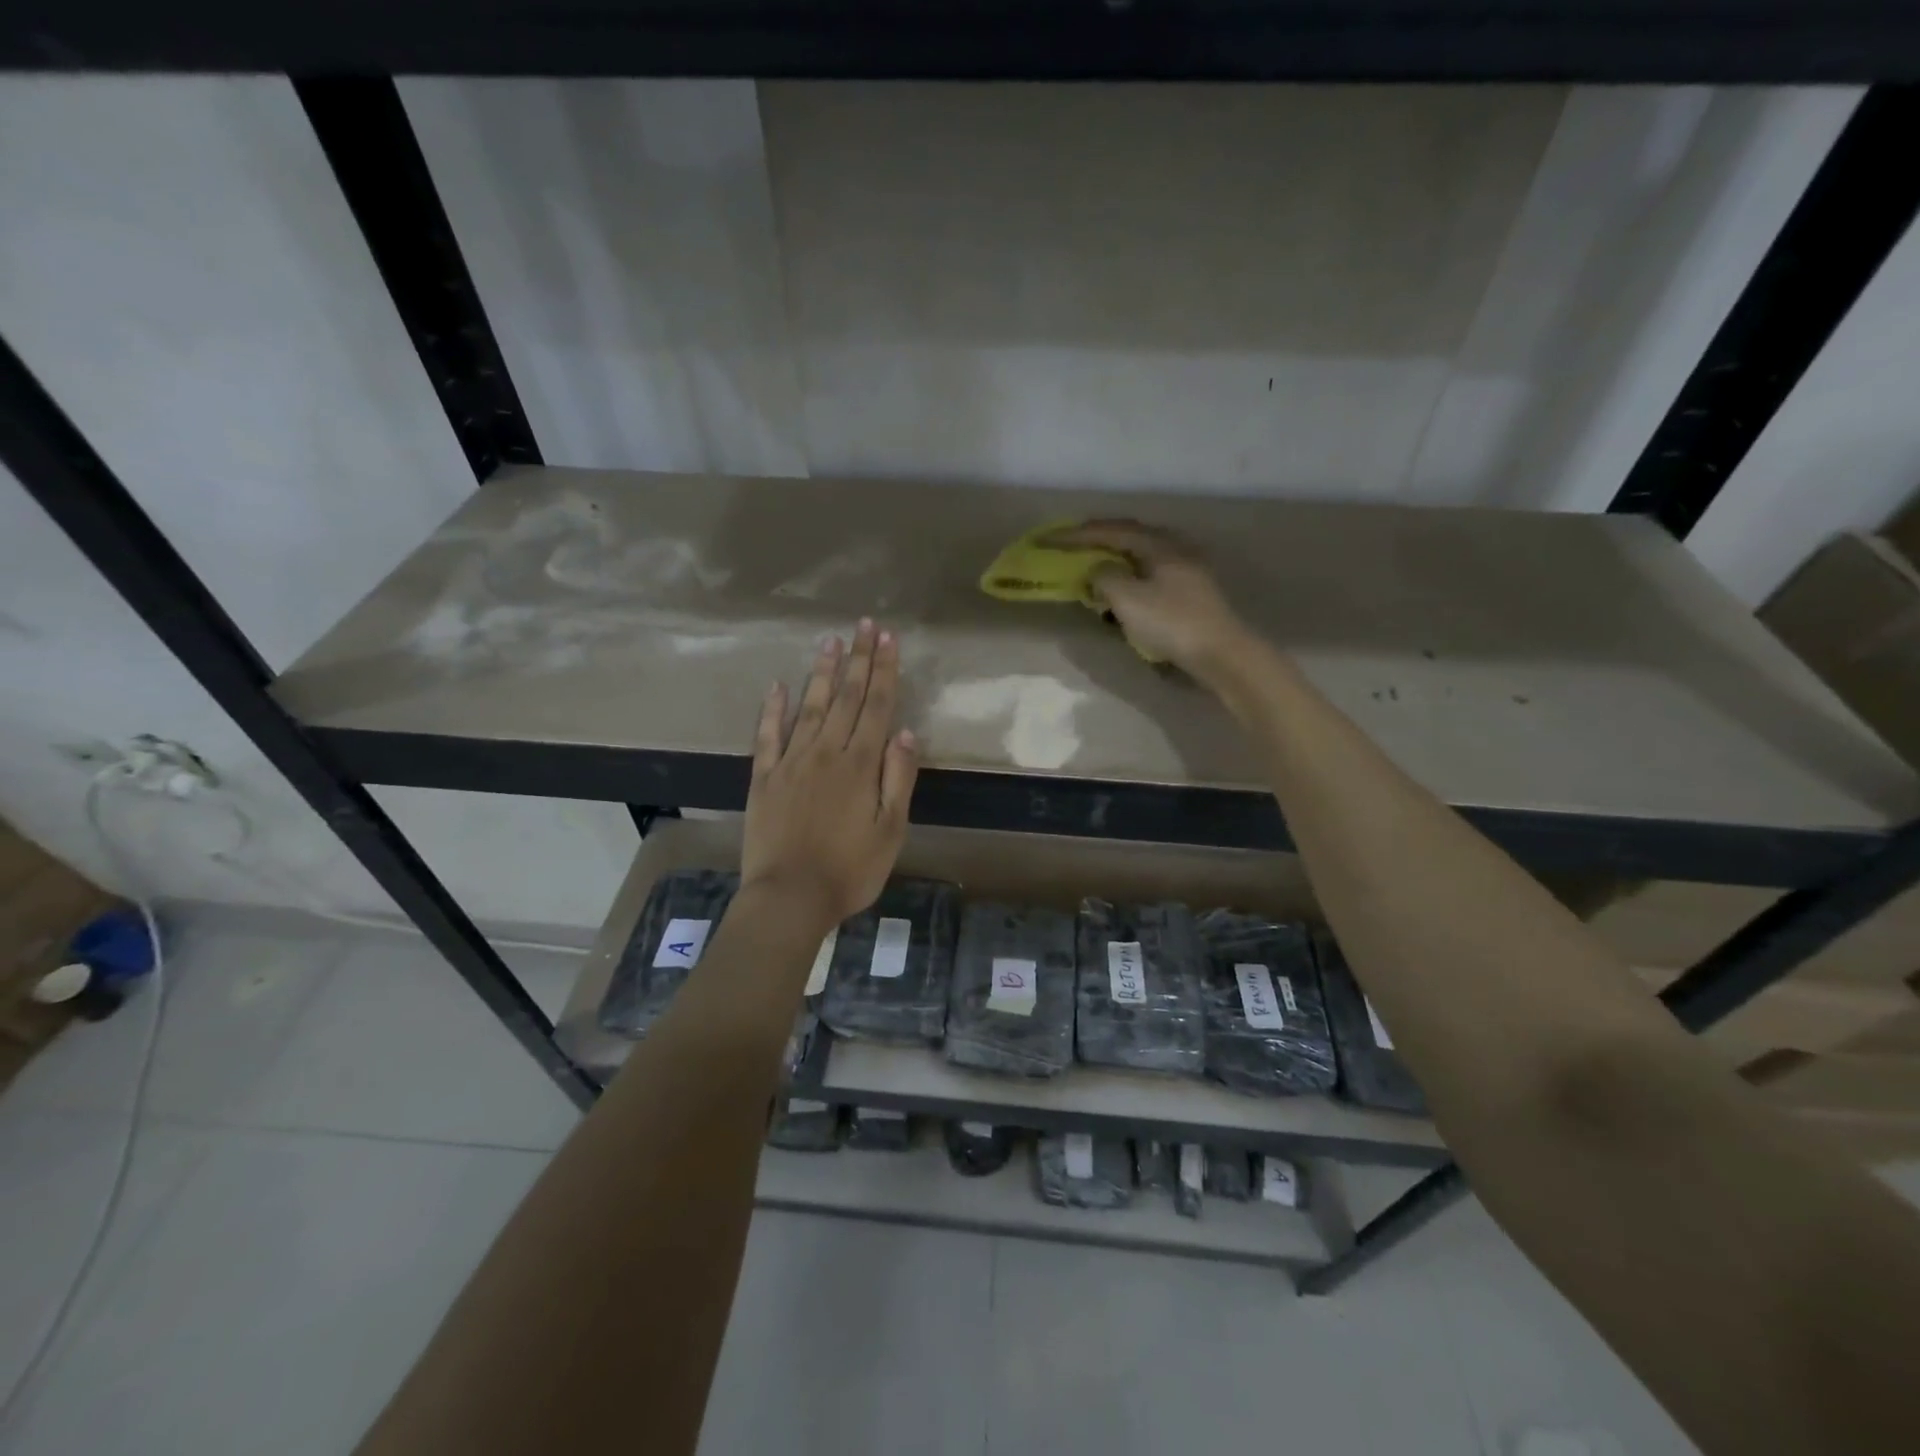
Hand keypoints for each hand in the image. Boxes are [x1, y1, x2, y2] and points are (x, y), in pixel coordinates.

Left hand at [742, 618, 920, 927]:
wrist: (789, 898)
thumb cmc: (850, 870)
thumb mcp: (890, 830)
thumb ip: (898, 779)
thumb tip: (904, 733)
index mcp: (860, 765)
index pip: (876, 707)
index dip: (884, 671)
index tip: (888, 639)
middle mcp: (826, 753)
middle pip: (846, 698)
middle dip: (858, 660)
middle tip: (864, 625)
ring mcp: (791, 763)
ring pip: (810, 708)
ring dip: (822, 674)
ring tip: (830, 642)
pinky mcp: (763, 778)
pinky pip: (767, 736)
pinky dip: (772, 710)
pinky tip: (777, 686)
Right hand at [1046, 519, 1252, 680]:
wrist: (1221, 653)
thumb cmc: (1172, 622)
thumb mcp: (1128, 599)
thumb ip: (1104, 578)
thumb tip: (1097, 571)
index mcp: (1158, 544)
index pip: (1109, 530)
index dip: (1075, 535)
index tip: (1047, 540)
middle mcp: (1173, 547)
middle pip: (1127, 537)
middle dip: (1095, 541)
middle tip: (1068, 546)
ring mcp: (1184, 569)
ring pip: (1139, 555)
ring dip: (1111, 560)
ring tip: (1090, 567)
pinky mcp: (1189, 591)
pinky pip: (1148, 574)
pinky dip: (1127, 578)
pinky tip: (1119, 591)